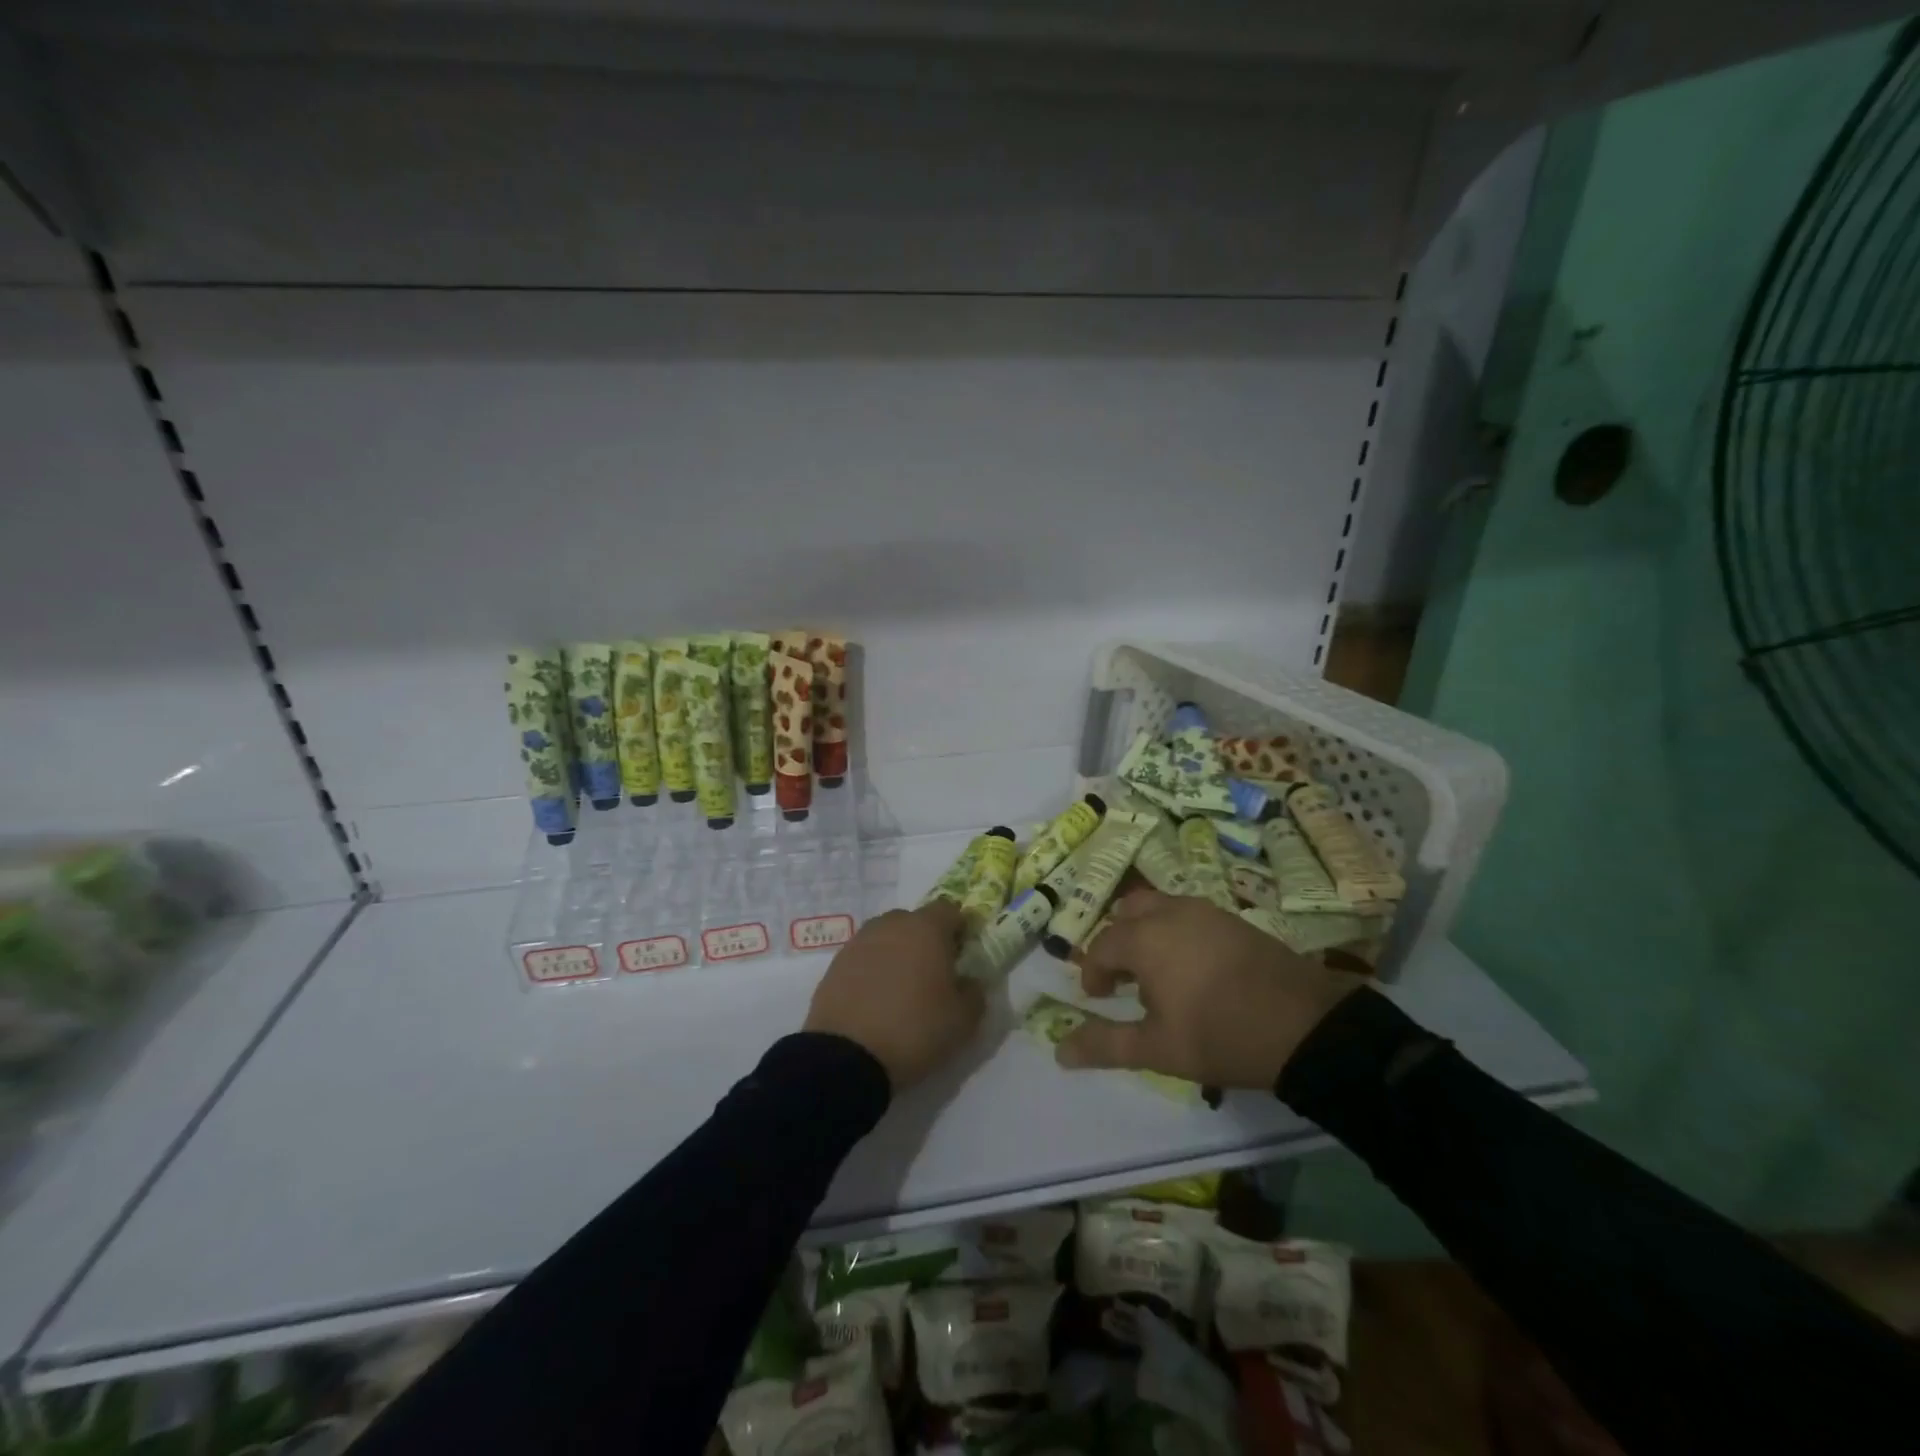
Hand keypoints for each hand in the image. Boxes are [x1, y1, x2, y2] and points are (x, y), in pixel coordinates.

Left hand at [804, 901, 983, 1091]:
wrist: (846, 1057)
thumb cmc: (915, 1030)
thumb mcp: (963, 1021)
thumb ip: (974, 992)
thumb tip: (968, 981)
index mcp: (926, 929)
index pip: (949, 910)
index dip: (959, 929)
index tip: (962, 956)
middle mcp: (891, 925)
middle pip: (915, 921)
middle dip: (926, 941)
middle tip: (932, 974)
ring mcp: (859, 942)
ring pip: (886, 937)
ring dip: (897, 954)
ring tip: (901, 989)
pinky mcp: (835, 964)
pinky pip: (863, 957)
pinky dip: (872, 970)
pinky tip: (875, 1000)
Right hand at [1056, 890, 1362, 1089]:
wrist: (1306, 1026)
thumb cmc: (1221, 1035)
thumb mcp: (1158, 1048)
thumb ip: (1106, 1045)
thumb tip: (1060, 1051)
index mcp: (1145, 939)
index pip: (1101, 946)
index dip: (1093, 972)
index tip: (1099, 999)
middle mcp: (1170, 913)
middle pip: (1128, 913)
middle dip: (1117, 942)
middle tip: (1124, 979)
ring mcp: (1206, 911)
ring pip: (1159, 907)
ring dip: (1147, 933)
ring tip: (1158, 973)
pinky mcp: (1233, 919)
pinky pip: (1189, 913)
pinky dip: (1176, 930)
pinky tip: (1193, 967)